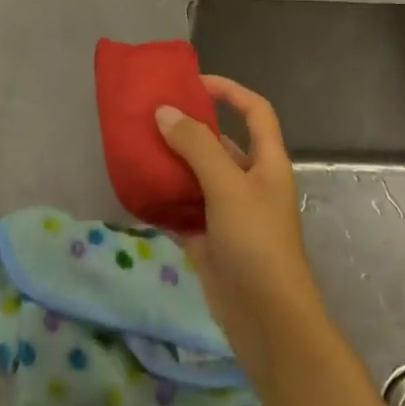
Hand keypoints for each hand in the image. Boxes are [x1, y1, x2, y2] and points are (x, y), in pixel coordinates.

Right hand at [156, 76, 325, 385]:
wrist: (268, 322)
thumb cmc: (257, 243)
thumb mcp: (228, 186)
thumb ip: (195, 146)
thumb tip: (164, 112)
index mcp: (267, 163)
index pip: (255, 111)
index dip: (229, 91)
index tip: (193, 83)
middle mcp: (249, 183)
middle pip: (218, 143)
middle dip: (187, 128)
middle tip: (150, 116)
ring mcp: (229, 213)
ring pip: (196, 177)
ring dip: (170, 163)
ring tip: (136, 147)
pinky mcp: (210, 241)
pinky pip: (183, 210)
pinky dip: (162, 201)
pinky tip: (136, 191)